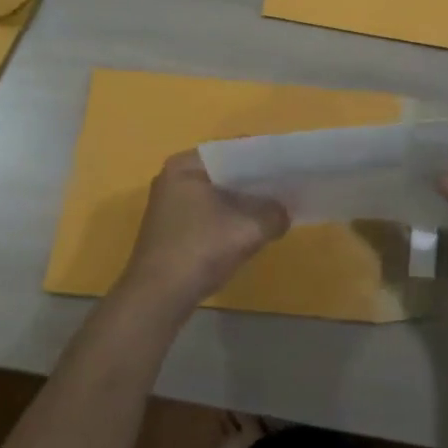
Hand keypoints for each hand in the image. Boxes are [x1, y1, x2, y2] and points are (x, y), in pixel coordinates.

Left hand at [119, 152, 288, 308]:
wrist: (158, 298)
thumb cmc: (200, 250)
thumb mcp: (248, 229)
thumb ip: (274, 214)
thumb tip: (284, 212)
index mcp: (186, 165)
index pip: (233, 149)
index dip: (264, 157)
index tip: (289, 166)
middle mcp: (174, 178)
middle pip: (225, 171)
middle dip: (255, 181)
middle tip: (287, 186)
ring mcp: (170, 205)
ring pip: (217, 194)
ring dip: (243, 202)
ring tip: (275, 206)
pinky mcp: (172, 228)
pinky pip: (209, 212)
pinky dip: (229, 217)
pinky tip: (251, 229)